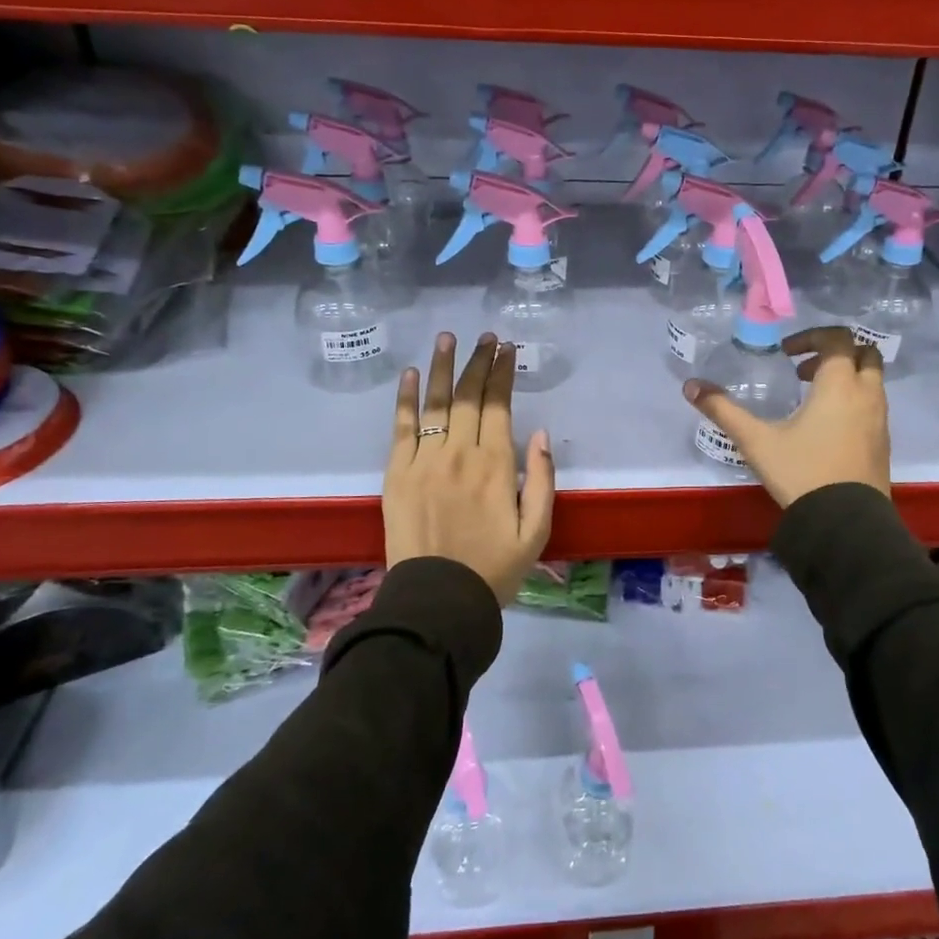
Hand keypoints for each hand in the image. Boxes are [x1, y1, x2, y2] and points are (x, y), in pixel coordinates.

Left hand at [384, 332, 555, 601]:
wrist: (438, 601)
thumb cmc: (494, 568)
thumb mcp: (537, 531)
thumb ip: (542, 479)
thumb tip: (539, 433)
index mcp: (496, 465)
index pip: (499, 405)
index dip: (503, 373)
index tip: (506, 349)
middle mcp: (460, 453)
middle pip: (468, 396)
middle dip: (478, 361)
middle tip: (484, 337)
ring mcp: (424, 461)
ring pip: (436, 403)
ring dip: (442, 367)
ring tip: (447, 338)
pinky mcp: (396, 473)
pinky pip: (402, 428)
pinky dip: (406, 399)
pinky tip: (411, 374)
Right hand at [683, 327, 890, 507]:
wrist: (845, 524)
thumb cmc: (801, 473)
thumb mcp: (756, 441)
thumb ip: (723, 410)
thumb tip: (690, 385)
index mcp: (839, 385)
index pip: (838, 339)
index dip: (811, 338)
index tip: (786, 353)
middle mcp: (867, 395)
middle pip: (865, 353)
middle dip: (835, 353)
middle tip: (804, 370)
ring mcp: (880, 420)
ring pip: (872, 381)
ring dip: (846, 378)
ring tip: (811, 399)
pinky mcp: (883, 444)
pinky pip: (873, 407)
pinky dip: (854, 402)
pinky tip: (826, 428)